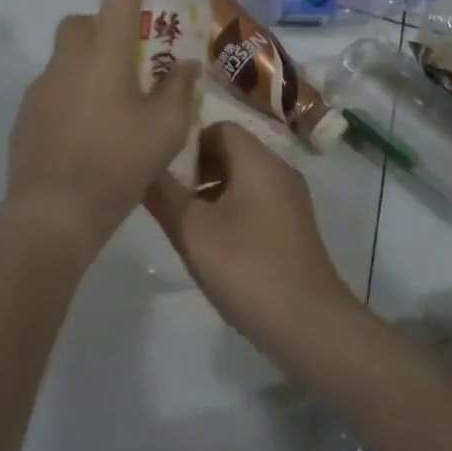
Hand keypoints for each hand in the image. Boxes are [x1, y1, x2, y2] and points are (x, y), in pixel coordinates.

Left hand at [5, 0, 200, 261]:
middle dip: (107, 28)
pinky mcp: (26, 114)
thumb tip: (184, 66)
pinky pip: (54, 89)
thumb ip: (178, 90)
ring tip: (115, 108)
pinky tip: (88, 135)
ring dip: (91, 66)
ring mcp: (42, 86)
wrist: (51, 214)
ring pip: (69, 57)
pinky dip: (73, 96)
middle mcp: (70, 58)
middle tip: (133, 61)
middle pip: (86, 22)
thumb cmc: (116, 164)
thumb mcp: (165, 129)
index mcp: (106, 52)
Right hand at [144, 122, 352, 356]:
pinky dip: (233, 210)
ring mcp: (291, 199)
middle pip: (232, 151)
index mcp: (259, 160)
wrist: (308, 323)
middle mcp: (279, 169)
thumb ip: (164, 195)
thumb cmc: (248, 268)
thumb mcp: (193, 232)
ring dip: (213, 192)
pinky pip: (257, 201)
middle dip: (197, 169)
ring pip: (244, 178)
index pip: (219, 127)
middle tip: (170, 198)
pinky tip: (215, 245)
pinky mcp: (294, 226)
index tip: (165, 170)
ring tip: (186, 224)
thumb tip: (143, 167)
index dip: (188, 143)